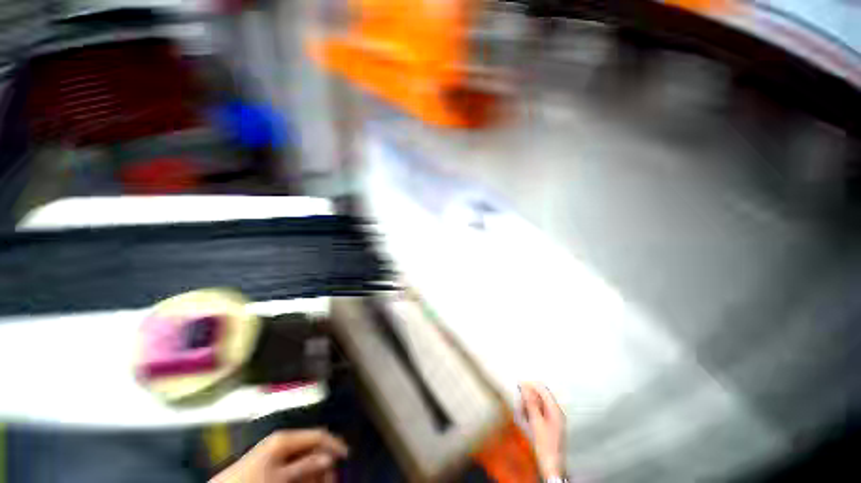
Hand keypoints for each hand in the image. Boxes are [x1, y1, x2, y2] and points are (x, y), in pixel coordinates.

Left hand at [211, 429, 348, 482]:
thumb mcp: (280, 477)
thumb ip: (305, 466)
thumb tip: (328, 457)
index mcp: (285, 439)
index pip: (318, 435)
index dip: (334, 444)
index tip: (346, 456)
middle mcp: (282, 441)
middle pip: (312, 446)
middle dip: (324, 461)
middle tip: (331, 479)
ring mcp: (276, 452)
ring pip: (304, 457)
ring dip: (314, 469)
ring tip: (320, 481)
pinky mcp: (270, 462)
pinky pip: (293, 465)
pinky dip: (303, 473)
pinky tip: (306, 481)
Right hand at [520, 383, 565, 479]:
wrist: (551, 467)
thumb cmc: (544, 445)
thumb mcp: (535, 422)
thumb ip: (531, 403)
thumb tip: (525, 386)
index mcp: (555, 410)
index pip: (543, 389)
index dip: (530, 385)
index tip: (519, 385)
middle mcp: (556, 412)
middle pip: (541, 395)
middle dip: (529, 396)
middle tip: (520, 402)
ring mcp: (554, 419)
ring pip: (539, 404)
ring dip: (529, 404)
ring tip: (522, 411)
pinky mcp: (550, 425)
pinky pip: (540, 412)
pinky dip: (532, 412)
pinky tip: (526, 418)